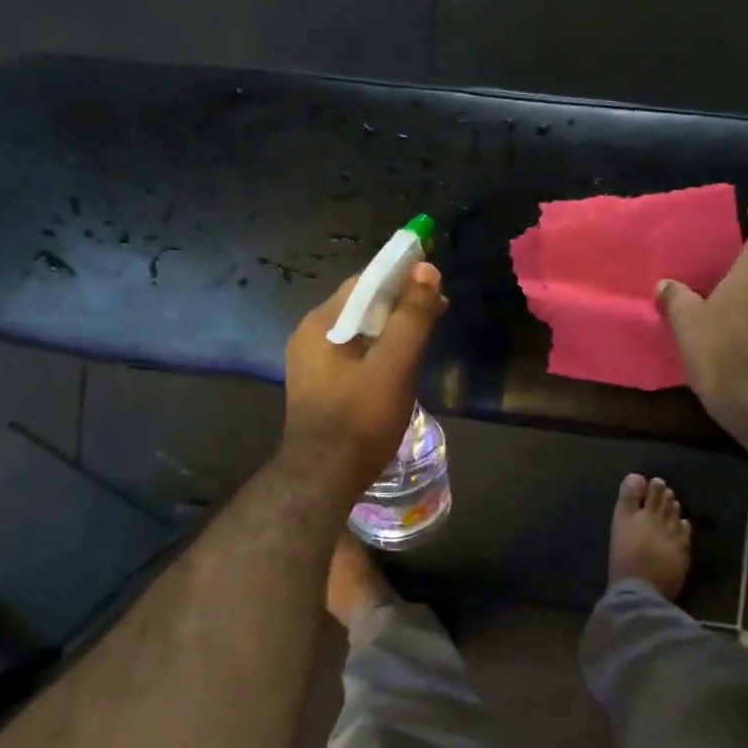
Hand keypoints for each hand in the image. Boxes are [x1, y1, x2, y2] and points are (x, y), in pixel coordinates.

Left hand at [280, 263, 448, 494]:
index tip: (435, 278)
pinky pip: (353, 353)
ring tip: (425, 334)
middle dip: (400, 301)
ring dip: (392, 326)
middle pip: (361, 304)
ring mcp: (311, 363)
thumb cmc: (360, 418)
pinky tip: (399, 363)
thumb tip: (426, 269)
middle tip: (438, 309)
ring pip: (358, 330)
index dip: (402, 274)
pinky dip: (379, 348)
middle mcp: (310, 336)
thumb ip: (412, 317)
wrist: (323, 478)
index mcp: (322, 323)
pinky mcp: (319, 386)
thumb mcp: (394, 364)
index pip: (366, 281)